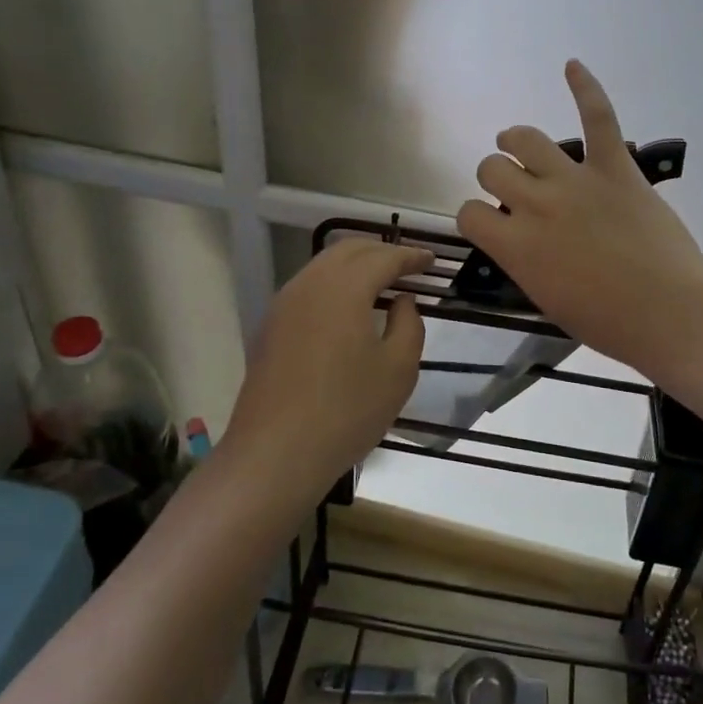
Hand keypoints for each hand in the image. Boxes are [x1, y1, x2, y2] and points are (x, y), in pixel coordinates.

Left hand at [220, 238, 431, 499]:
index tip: (431, 261)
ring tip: (382, 282)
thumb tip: (401, 301)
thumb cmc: (346, 411)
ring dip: (356, 265)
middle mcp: (310, 284)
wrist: (275, 453)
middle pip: (349, 250)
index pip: (383, 257)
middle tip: (409, 266)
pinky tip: (348, 307)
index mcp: (344, 288)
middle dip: (382, 251)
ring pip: (324, 265)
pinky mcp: (271, 326)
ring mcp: (284, 303)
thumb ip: (409, 324)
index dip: (411, 256)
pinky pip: (309, 286)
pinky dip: (335, 283)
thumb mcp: (398, 370)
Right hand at [457, 61, 702, 375]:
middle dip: (496, 177)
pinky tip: (572, 66)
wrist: (670, 313)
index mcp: (515, 245)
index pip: (469, 212)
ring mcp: (576, 180)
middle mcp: (536, 204)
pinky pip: (598, 118)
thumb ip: (523, 260)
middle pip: (492, 168)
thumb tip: (518, 238)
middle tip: (513, 189)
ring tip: (517, 142)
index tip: (492, 224)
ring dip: (516, 140)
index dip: (476, 216)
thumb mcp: (546, 298)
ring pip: (527, 139)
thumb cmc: (608, 322)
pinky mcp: (616, 167)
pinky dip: (585, 88)